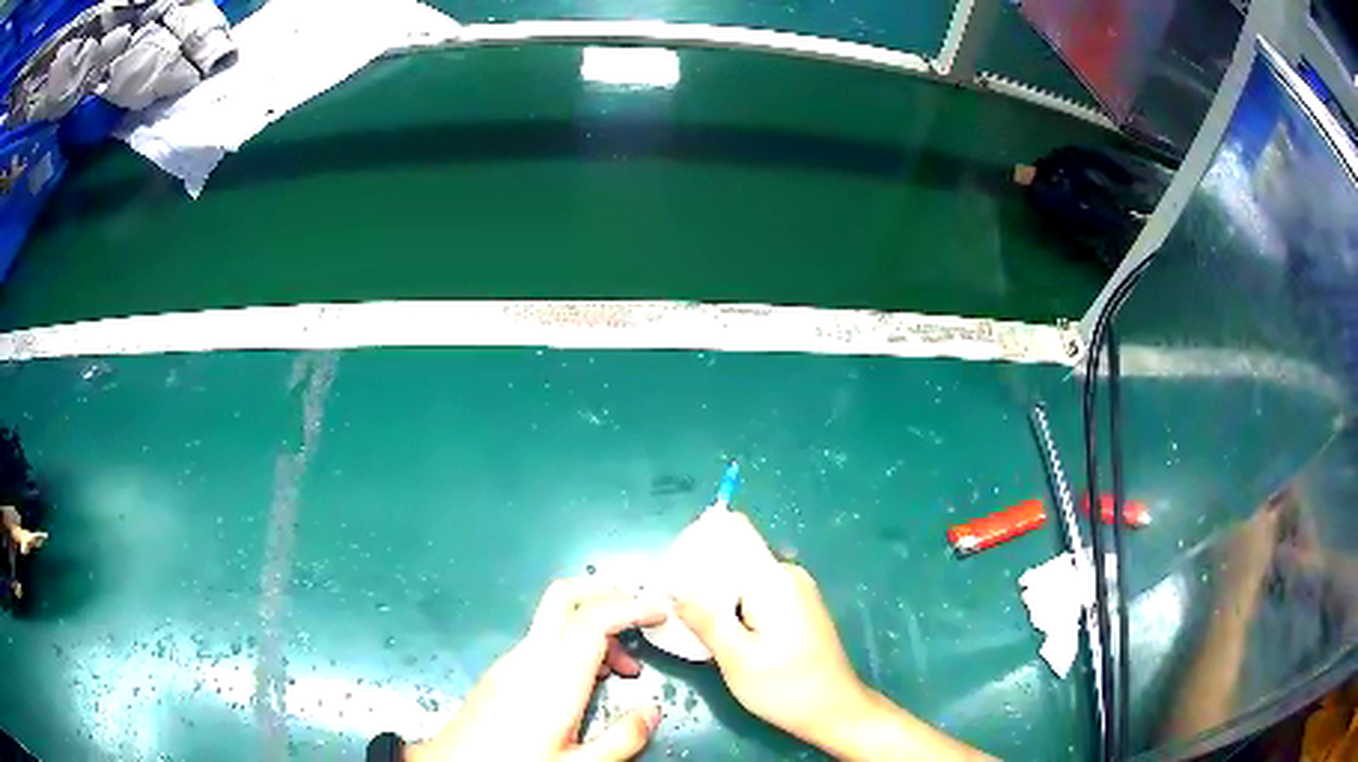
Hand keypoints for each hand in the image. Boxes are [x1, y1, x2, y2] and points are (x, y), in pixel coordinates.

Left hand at [410, 579, 666, 761]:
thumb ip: (621, 739)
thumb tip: (653, 710)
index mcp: (554, 677)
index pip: (594, 619)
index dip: (631, 607)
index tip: (661, 613)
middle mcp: (530, 656)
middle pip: (565, 596)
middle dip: (607, 592)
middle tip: (642, 616)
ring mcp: (512, 660)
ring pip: (556, 619)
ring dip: (594, 626)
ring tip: (625, 669)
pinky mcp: (502, 670)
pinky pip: (544, 640)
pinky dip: (574, 643)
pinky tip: (588, 680)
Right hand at [671, 512, 989, 760]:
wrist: (836, 711)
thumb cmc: (785, 687)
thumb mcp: (736, 659)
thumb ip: (705, 619)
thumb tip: (675, 586)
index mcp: (774, 579)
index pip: (734, 533)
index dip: (699, 544)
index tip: (671, 570)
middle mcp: (788, 575)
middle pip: (736, 557)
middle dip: (702, 576)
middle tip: (672, 604)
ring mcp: (797, 591)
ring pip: (744, 579)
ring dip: (717, 596)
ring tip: (689, 620)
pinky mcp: (798, 608)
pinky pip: (757, 594)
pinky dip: (735, 607)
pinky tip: (720, 632)